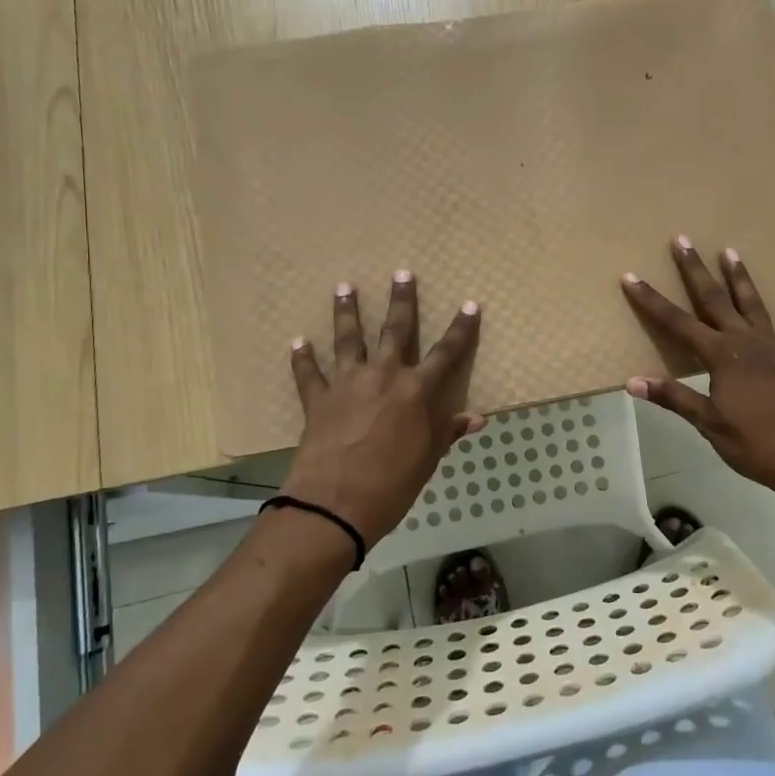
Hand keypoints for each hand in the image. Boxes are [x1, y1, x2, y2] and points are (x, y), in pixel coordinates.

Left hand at [281, 273, 485, 545]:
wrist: (336, 503)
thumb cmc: (393, 483)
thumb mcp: (428, 458)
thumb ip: (448, 431)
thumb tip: (476, 418)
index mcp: (417, 390)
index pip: (447, 353)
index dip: (461, 329)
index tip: (470, 305)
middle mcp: (384, 375)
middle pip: (396, 330)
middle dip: (402, 300)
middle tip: (402, 273)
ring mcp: (348, 383)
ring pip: (348, 338)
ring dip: (347, 311)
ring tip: (344, 287)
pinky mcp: (318, 398)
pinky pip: (308, 373)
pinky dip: (302, 358)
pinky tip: (298, 342)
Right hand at [620, 238, 774, 489]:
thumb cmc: (752, 443)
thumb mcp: (707, 423)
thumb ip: (673, 397)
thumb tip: (633, 381)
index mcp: (721, 356)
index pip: (677, 322)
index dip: (652, 300)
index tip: (631, 277)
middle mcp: (746, 343)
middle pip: (715, 300)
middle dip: (696, 270)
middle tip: (683, 240)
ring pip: (754, 306)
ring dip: (740, 279)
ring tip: (731, 251)